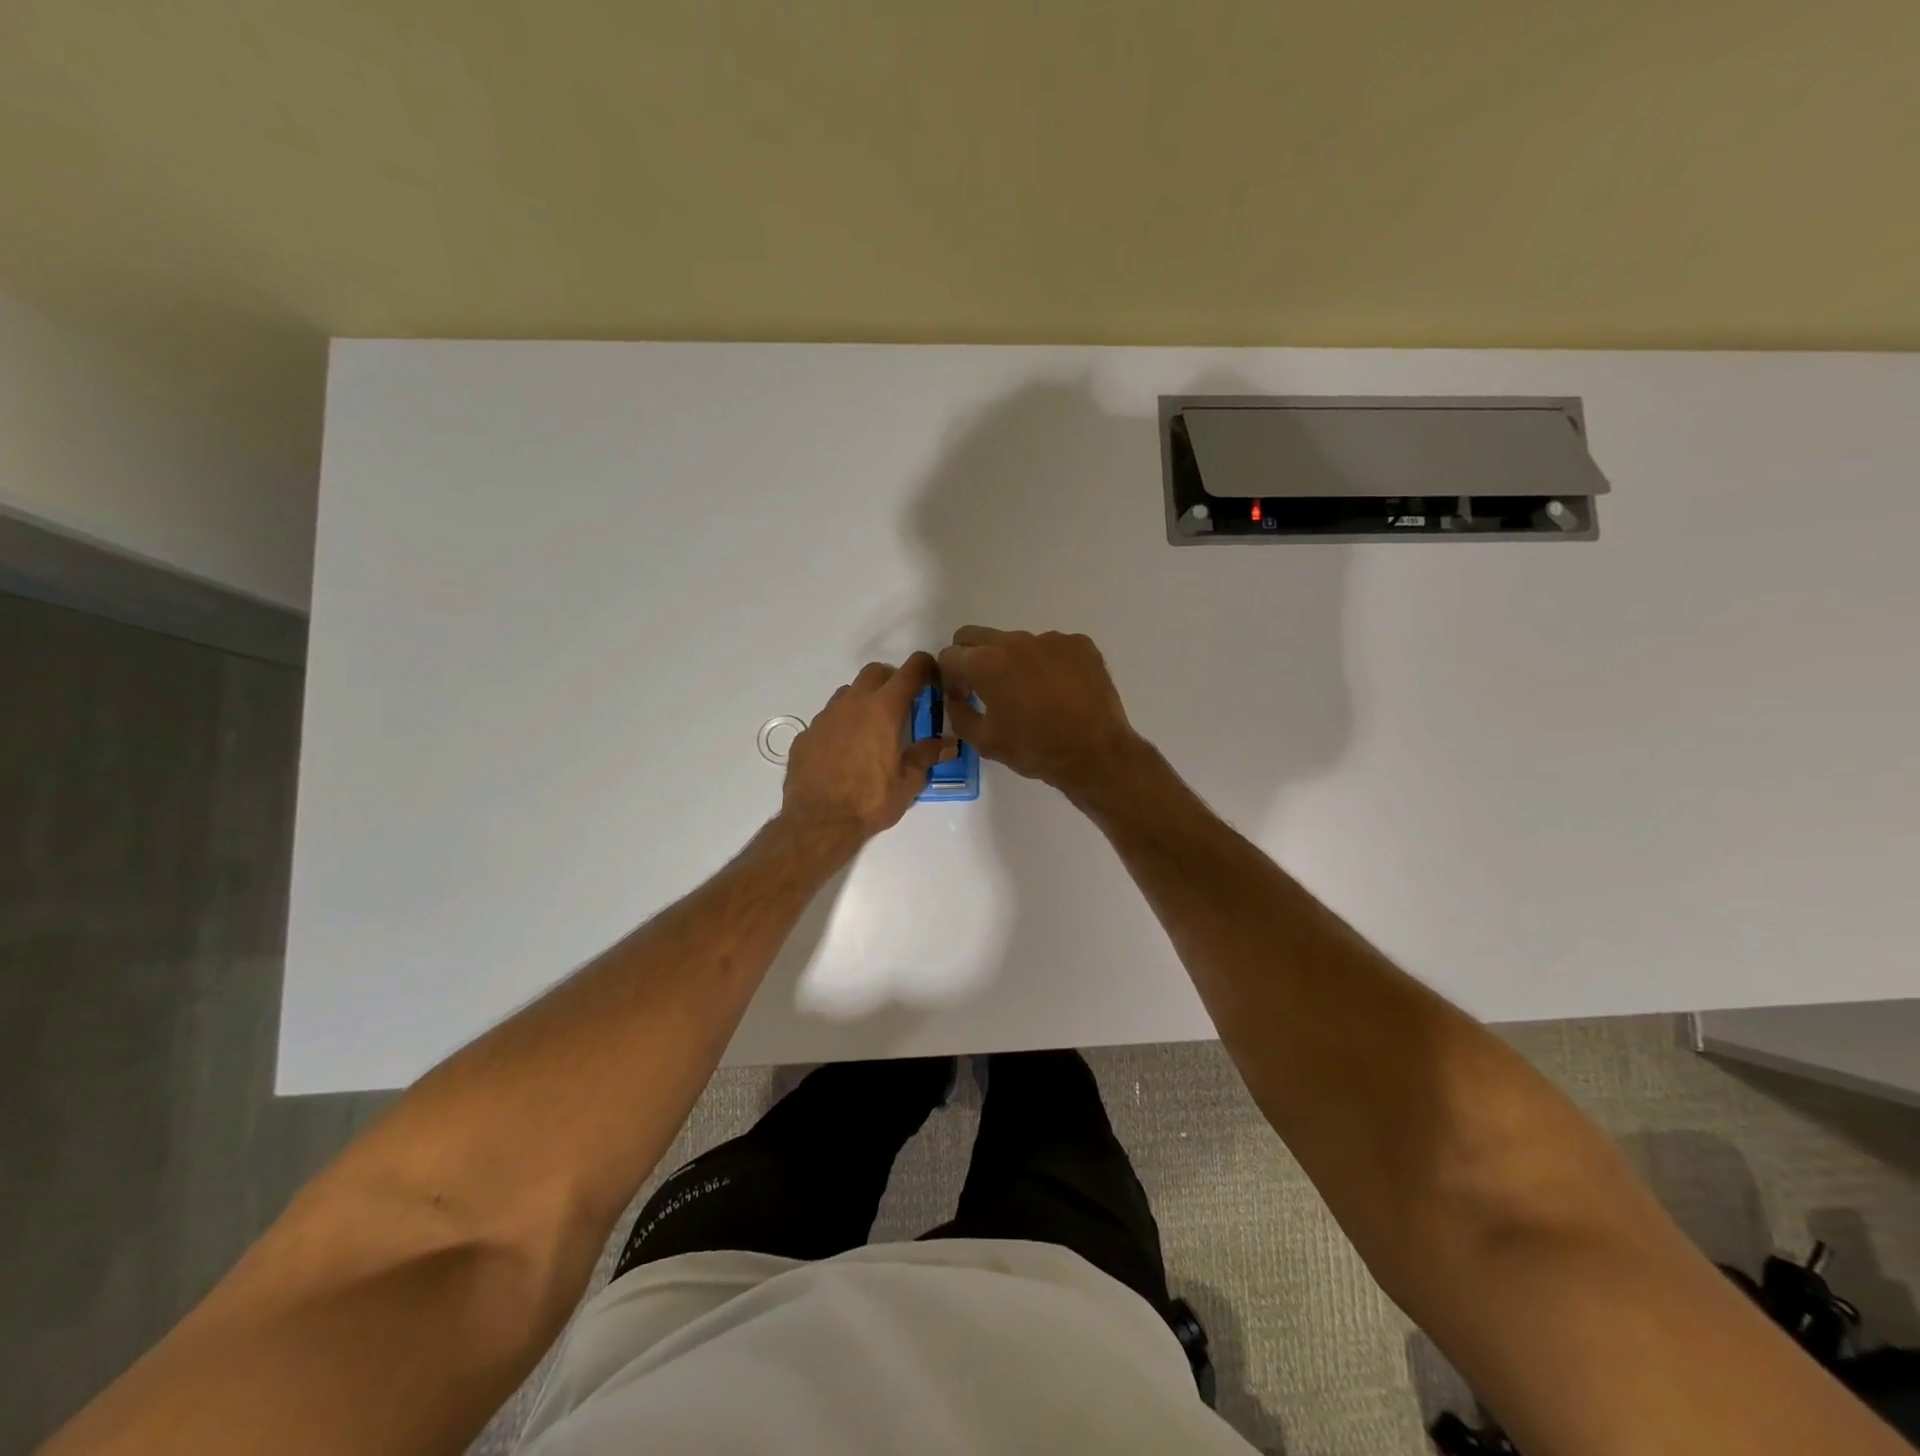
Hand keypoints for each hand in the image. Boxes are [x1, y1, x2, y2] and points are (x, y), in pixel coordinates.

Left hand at [781, 653, 951, 847]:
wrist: (817, 822)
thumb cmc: (869, 802)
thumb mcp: (908, 783)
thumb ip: (926, 757)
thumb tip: (948, 744)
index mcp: (883, 710)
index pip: (910, 671)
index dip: (925, 667)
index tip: (933, 677)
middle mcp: (852, 704)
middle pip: (875, 672)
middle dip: (892, 680)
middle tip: (903, 704)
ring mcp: (825, 717)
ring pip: (848, 693)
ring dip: (864, 701)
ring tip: (872, 730)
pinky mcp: (806, 734)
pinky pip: (828, 719)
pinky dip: (841, 725)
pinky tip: (844, 751)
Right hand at [937, 627, 1143, 796]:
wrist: (1096, 753)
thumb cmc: (1035, 749)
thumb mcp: (984, 742)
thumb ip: (959, 714)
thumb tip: (956, 699)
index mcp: (985, 663)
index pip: (949, 655)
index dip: (949, 678)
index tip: (962, 696)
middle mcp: (1014, 641)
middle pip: (976, 637)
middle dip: (971, 658)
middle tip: (985, 688)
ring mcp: (1050, 639)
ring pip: (1016, 642)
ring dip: (1012, 662)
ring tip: (1030, 694)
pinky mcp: (1079, 644)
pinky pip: (1051, 647)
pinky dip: (1046, 664)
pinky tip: (1059, 691)